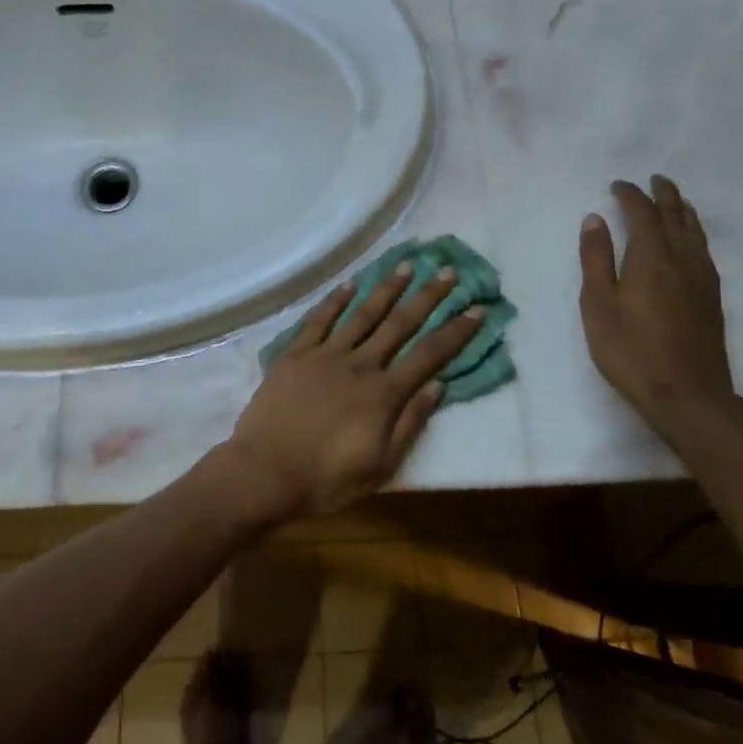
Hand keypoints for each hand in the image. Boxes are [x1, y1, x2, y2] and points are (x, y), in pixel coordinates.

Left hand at [227, 265, 482, 518]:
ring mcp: (325, 355)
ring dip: (385, 288)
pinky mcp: (295, 354)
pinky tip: (349, 284)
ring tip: (404, 266)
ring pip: (361, 314)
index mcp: (383, 393)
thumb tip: (438, 385)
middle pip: (399, 324)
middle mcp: (359, 364)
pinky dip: (335, 300)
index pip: (429, 355)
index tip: (476, 309)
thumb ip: (410, 423)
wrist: (266, 471)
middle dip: (426, 296)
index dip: (455, 331)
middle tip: (446, 271)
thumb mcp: (381, 464)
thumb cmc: (327, 478)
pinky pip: (318, 320)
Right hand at [579, 176, 734, 426]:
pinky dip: (694, 232)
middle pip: (677, 216)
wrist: (687, 395)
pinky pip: (704, 249)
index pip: (643, 213)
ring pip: (696, 232)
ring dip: (683, 211)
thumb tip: (595, 219)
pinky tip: (691, 241)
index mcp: (652, 257)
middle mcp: (683, 260)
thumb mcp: (598, 304)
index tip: (617, 185)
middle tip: (654, 180)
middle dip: (664, 195)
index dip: (630, 195)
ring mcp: (702, 279)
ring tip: (675, 201)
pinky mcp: (712, 298)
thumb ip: (596, 259)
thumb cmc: (630, 350)